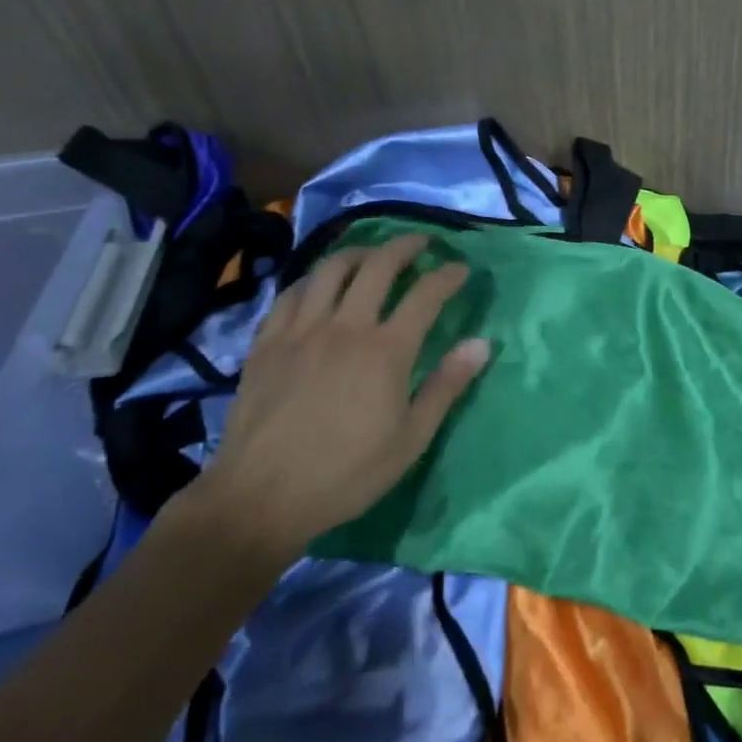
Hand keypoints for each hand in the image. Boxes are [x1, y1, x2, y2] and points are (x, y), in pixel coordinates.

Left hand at [184, 233, 490, 570]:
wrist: (260, 497)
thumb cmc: (346, 473)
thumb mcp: (411, 439)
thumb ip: (447, 386)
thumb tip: (482, 343)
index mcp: (386, 351)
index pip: (426, 295)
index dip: (448, 275)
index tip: (461, 268)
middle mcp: (345, 326)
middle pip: (378, 266)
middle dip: (405, 246)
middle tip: (420, 243)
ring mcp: (301, 330)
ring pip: (331, 269)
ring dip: (358, 253)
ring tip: (371, 255)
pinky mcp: (267, 341)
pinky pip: (292, 293)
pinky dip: (313, 279)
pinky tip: (319, 285)